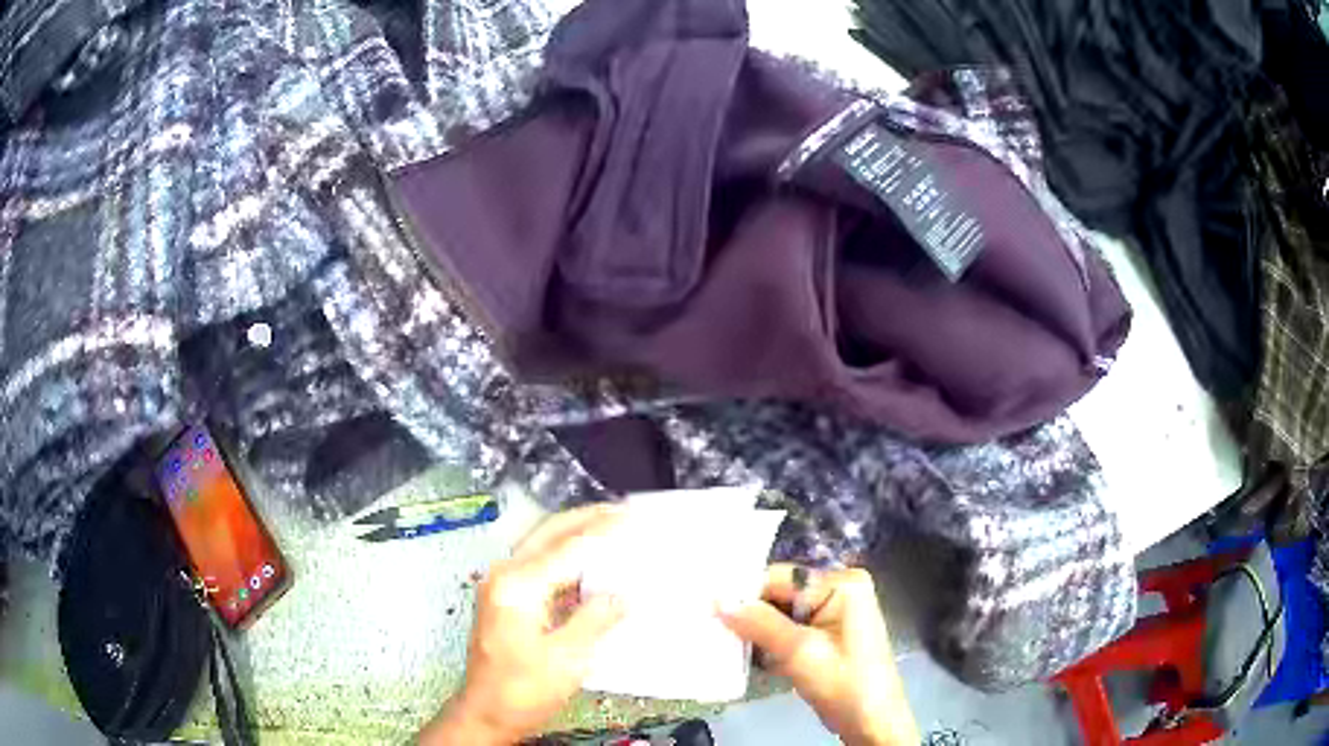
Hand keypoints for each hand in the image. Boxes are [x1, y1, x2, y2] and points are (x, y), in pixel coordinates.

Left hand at [419, 505, 625, 745]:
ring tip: (609, 529)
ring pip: (541, 547)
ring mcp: (501, 587)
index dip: (600, 531)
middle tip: (620, 510)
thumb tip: (620, 596)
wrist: (485, 712)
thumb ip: (594, 620)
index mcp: (517, 586)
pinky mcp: (506, 601)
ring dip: (574, 535)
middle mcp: (504, 576)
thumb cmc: (523, 689)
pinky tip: (588, 567)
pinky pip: (539, 568)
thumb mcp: (566, 659)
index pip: (565, 547)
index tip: (630, 517)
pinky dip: (565, 560)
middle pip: (547, 534)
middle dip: (583, 518)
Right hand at [719, 564, 918, 745]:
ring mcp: (834, 613)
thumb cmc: (845, 685)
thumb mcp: (799, 653)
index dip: (743, 593)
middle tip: (708, 629)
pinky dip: (769, 642)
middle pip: (779, 594)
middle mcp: (839, 589)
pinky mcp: (826, 635)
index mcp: (842, 584)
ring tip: (721, 643)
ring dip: (756, 632)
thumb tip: (718, 599)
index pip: (780, 577)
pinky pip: (789, 629)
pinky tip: (749, 656)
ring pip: (780, 614)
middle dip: (749, 614)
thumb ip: (759, 623)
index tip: (705, 608)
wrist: (873, 724)